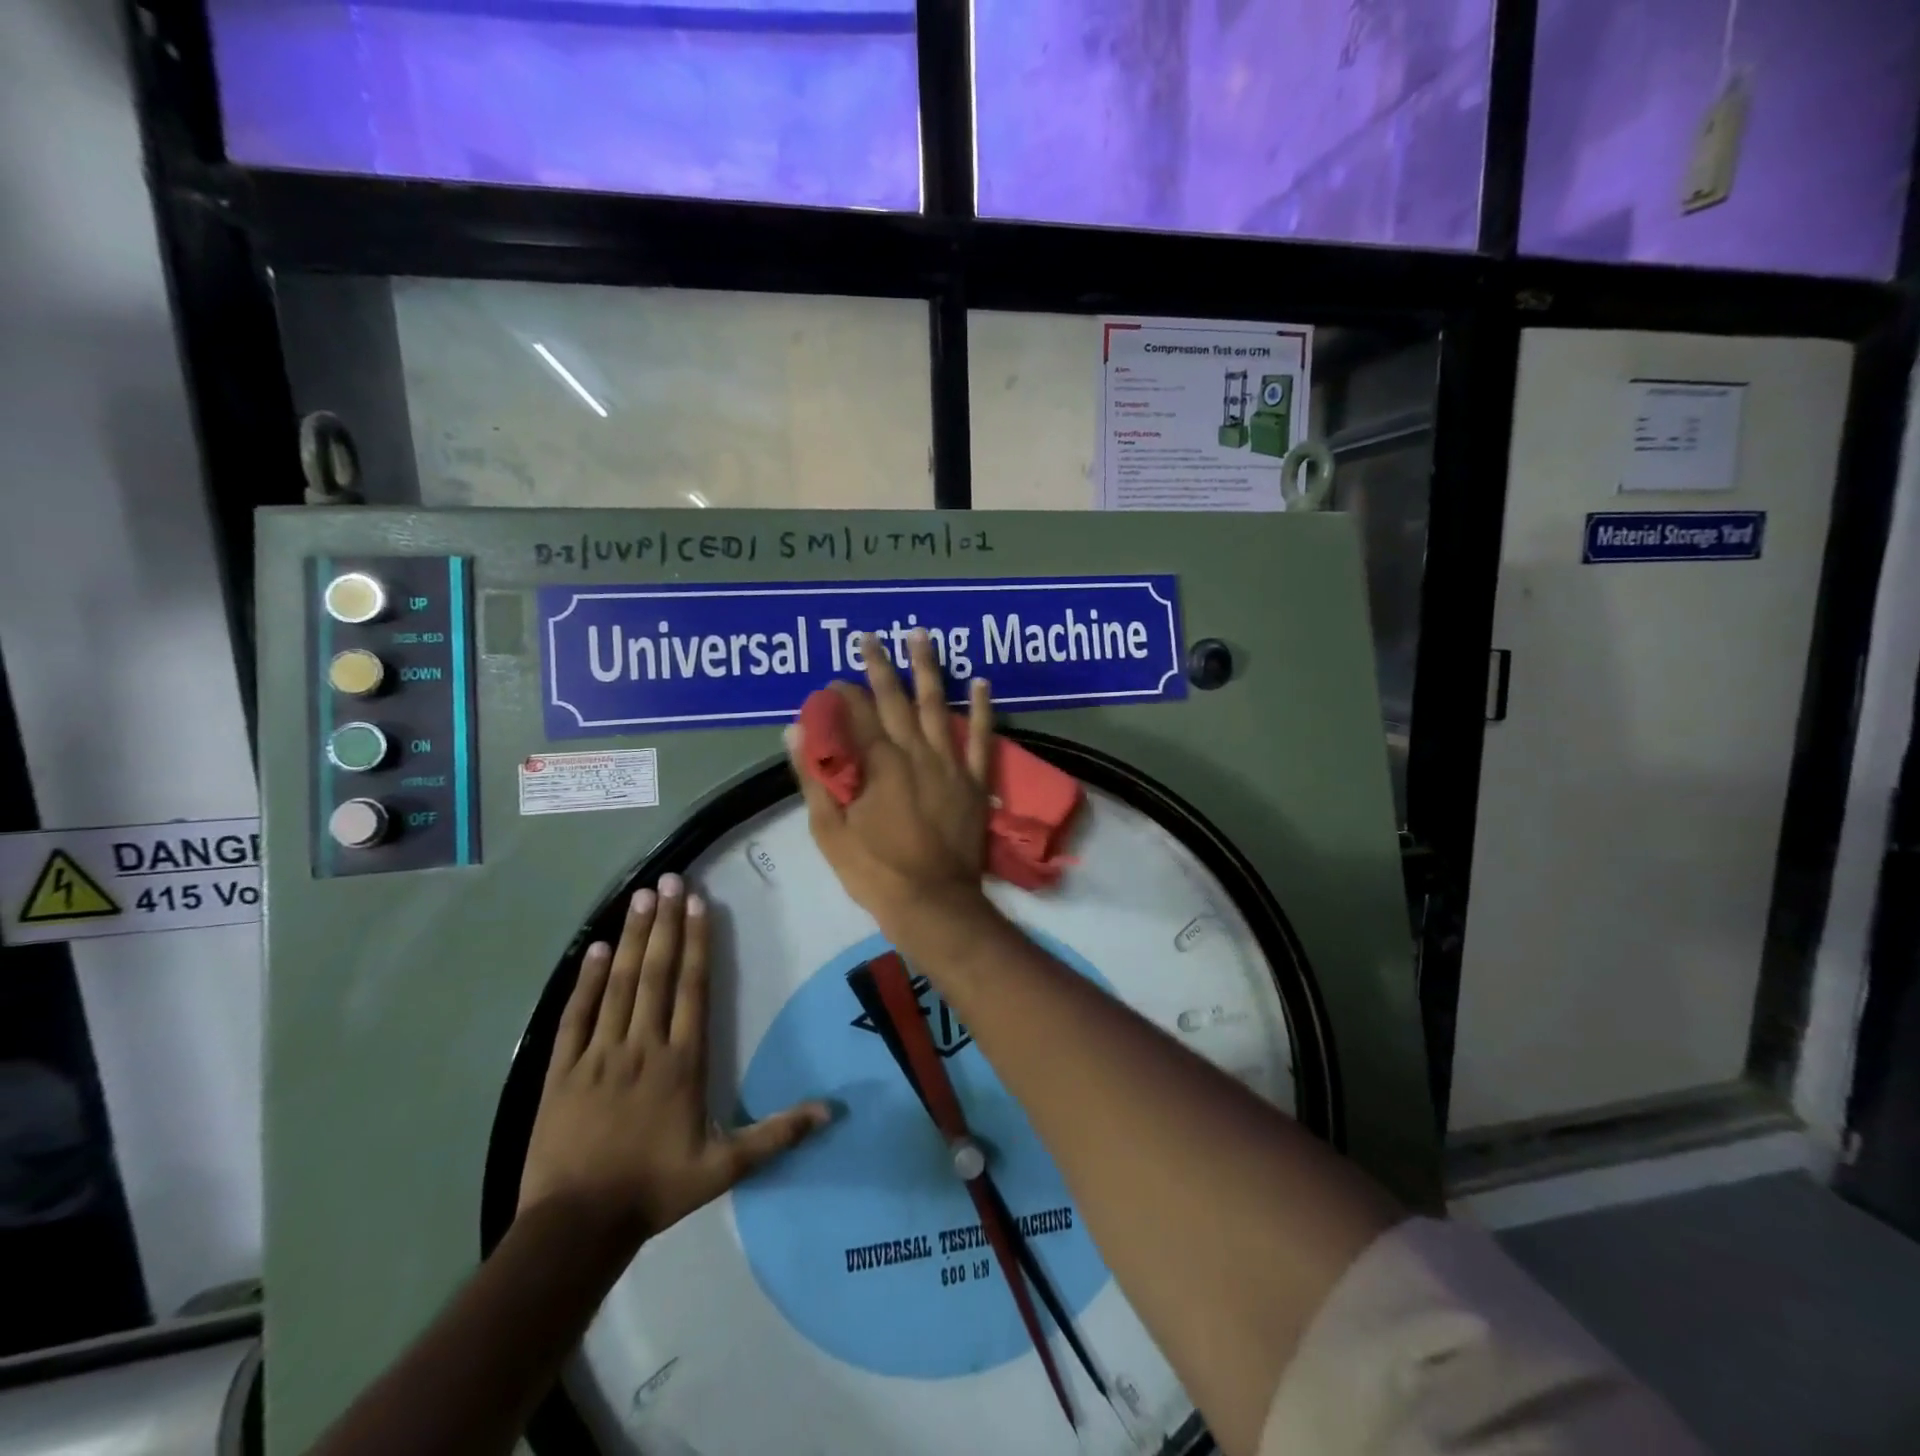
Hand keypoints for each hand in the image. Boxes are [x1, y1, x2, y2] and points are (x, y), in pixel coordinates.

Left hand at [518, 875, 829, 1250]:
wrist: (577, 1227)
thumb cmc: (656, 1190)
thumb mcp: (725, 1168)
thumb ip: (777, 1135)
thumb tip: (832, 1111)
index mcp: (682, 1062)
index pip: (692, 989)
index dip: (696, 943)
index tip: (697, 902)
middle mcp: (642, 1046)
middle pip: (656, 974)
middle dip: (665, 924)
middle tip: (669, 880)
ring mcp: (599, 1055)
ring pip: (618, 985)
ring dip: (630, 939)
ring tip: (639, 897)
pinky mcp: (562, 1070)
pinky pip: (575, 1016)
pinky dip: (585, 981)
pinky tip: (594, 949)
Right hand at [787, 630, 994, 941]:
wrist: (934, 903)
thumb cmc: (875, 871)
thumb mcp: (831, 830)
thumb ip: (815, 776)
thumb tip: (796, 730)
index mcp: (878, 764)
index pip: (856, 715)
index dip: (842, 694)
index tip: (833, 680)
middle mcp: (915, 753)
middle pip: (895, 700)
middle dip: (880, 667)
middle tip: (870, 638)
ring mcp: (950, 764)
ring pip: (938, 706)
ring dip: (928, 670)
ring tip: (921, 636)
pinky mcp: (975, 780)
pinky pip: (982, 738)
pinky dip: (982, 709)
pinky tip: (980, 681)